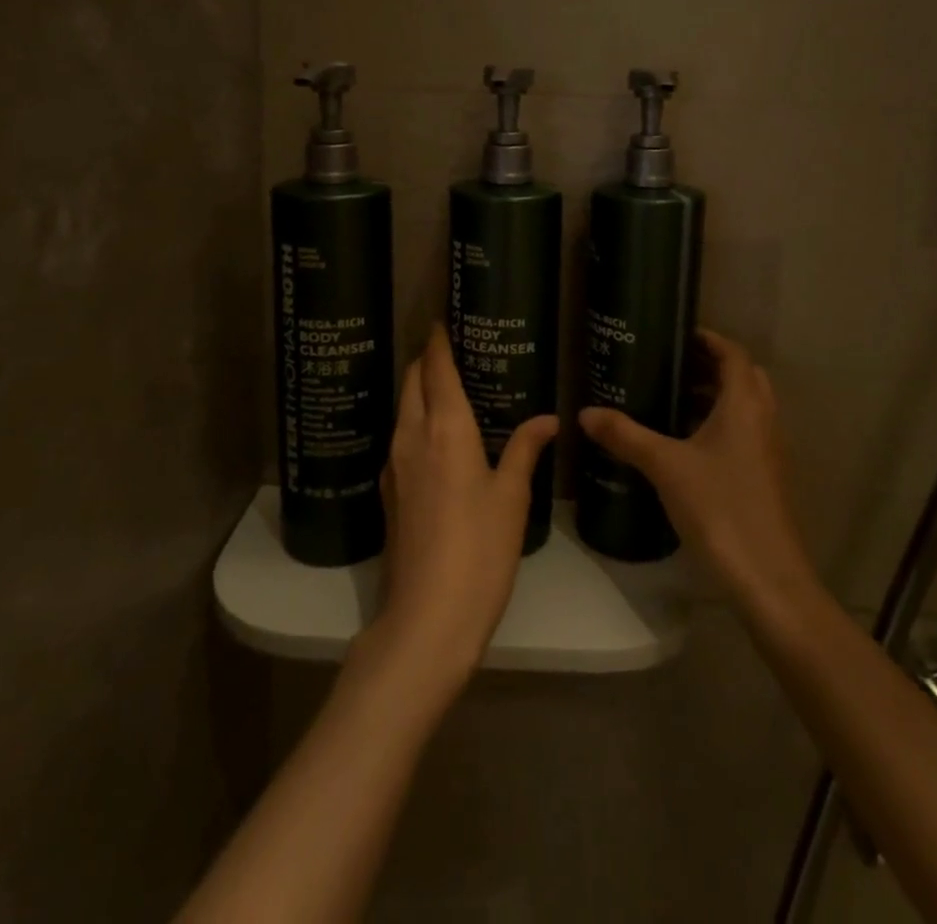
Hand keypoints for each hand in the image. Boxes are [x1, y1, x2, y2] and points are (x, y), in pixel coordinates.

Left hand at [368, 327, 556, 690]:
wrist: (426, 618)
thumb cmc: (479, 551)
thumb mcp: (511, 498)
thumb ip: (524, 449)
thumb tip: (548, 418)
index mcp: (444, 428)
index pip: (435, 368)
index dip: (438, 340)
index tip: (443, 318)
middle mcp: (411, 436)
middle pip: (411, 381)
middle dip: (425, 358)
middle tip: (451, 348)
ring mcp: (394, 465)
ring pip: (402, 408)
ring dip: (418, 389)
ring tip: (448, 386)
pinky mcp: (389, 491)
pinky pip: (400, 437)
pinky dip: (416, 420)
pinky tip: (437, 436)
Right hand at [579, 330, 815, 610]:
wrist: (767, 577)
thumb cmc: (719, 508)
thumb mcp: (665, 467)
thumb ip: (626, 436)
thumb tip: (585, 413)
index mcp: (744, 405)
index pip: (733, 354)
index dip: (708, 339)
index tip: (676, 334)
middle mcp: (763, 420)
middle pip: (742, 377)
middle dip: (710, 366)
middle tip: (670, 365)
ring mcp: (767, 451)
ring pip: (745, 407)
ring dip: (714, 397)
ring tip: (670, 399)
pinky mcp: (764, 478)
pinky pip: (743, 433)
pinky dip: (718, 425)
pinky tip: (684, 444)